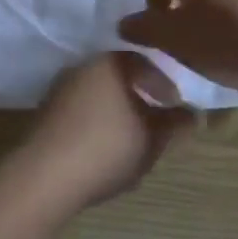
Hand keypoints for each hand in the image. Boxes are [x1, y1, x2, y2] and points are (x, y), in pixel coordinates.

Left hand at [11, 53, 191, 209]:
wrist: (44, 176)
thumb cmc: (107, 148)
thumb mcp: (152, 139)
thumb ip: (175, 124)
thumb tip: (193, 114)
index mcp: (110, 63)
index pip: (144, 62)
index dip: (164, 83)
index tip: (175, 105)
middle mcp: (83, 66)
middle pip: (119, 76)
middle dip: (139, 96)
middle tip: (155, 121)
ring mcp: (60, 88)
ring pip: (99, 93)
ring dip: (117, 110)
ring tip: (132, 138)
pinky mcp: (45, 112)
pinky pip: (80, 109)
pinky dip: (96, 121)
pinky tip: (103, 147)